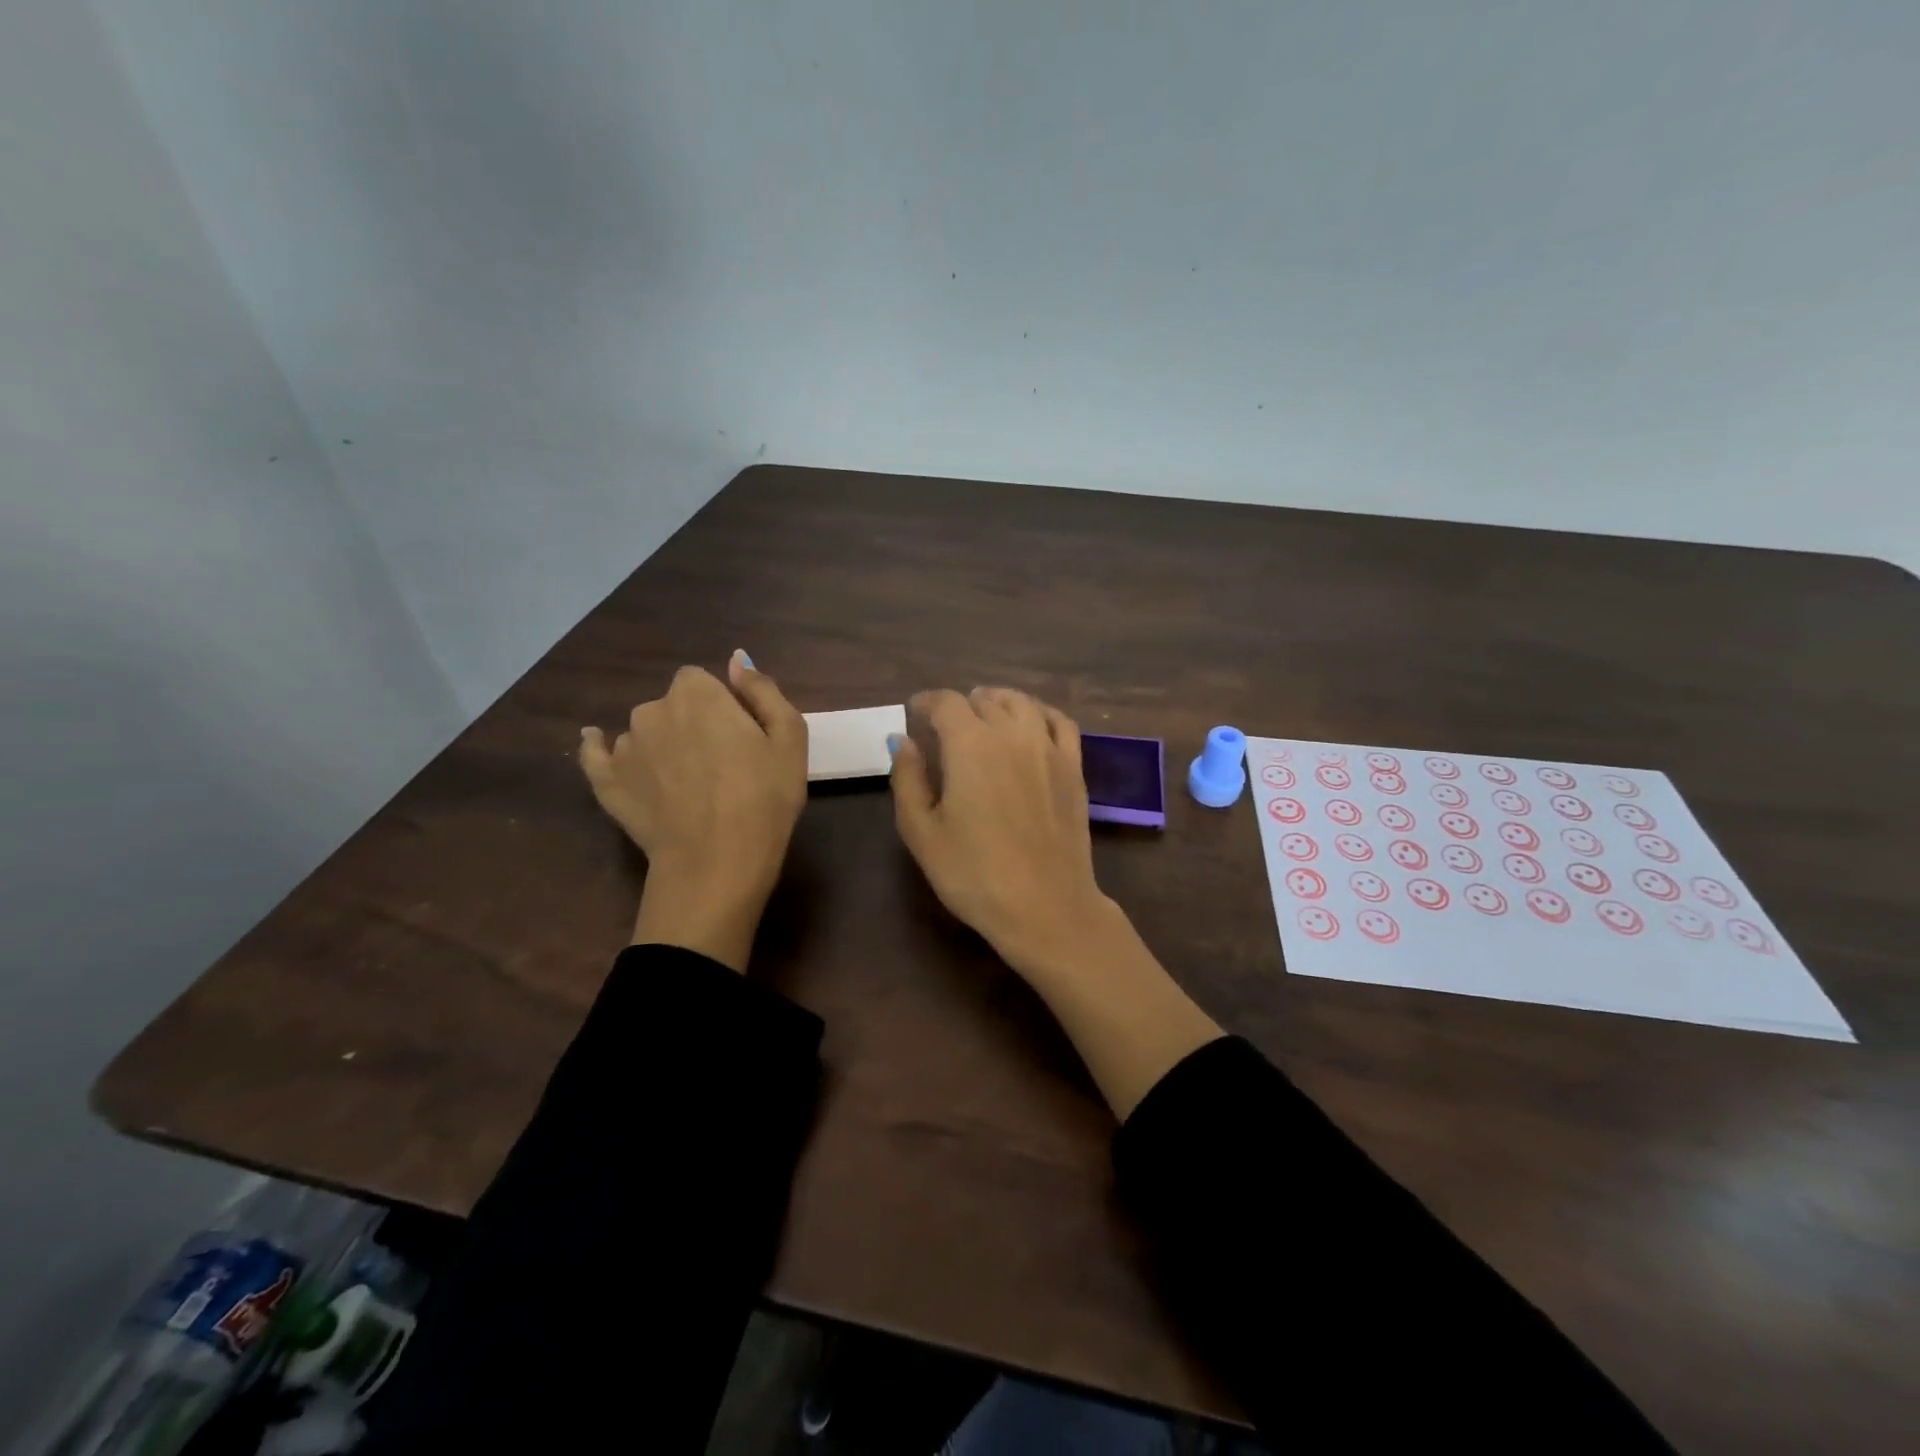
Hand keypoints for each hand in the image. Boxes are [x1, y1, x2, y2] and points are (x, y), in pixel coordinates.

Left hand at [580, 651, 806, 969]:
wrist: (717, 862)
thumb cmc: (764, 797)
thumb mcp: (790, 738)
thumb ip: (764, 691)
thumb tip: (738, 660)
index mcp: (697, 693)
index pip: (702, 681)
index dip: (721, 705)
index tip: (739, 736)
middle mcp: (652, 709)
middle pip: (672, 706)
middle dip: (692, 724)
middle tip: (720, 765)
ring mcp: (624, 747)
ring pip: (645, 733)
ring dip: (661, 745)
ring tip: (686, 785)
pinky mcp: (606, 782)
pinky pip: (597, 755)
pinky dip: (599, 749)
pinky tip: (596, 743)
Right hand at [890, 686, 1220, 1119]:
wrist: (1045, 906)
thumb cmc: (973, 874)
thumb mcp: (921, 832)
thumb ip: (908, 779)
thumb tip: (903, 740)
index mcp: (969, 744)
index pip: (946, 702)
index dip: (927, 701)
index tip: (915, 710)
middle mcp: (1012, 733)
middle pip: (985, 700)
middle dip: (961, 705)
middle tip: (947, 722)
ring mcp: (1049, 748)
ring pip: (1023, 703)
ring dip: (999, 701)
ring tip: (987, 714)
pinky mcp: (1074, 768)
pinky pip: (1060, 722)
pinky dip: (1041, 713)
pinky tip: (1033, 724)